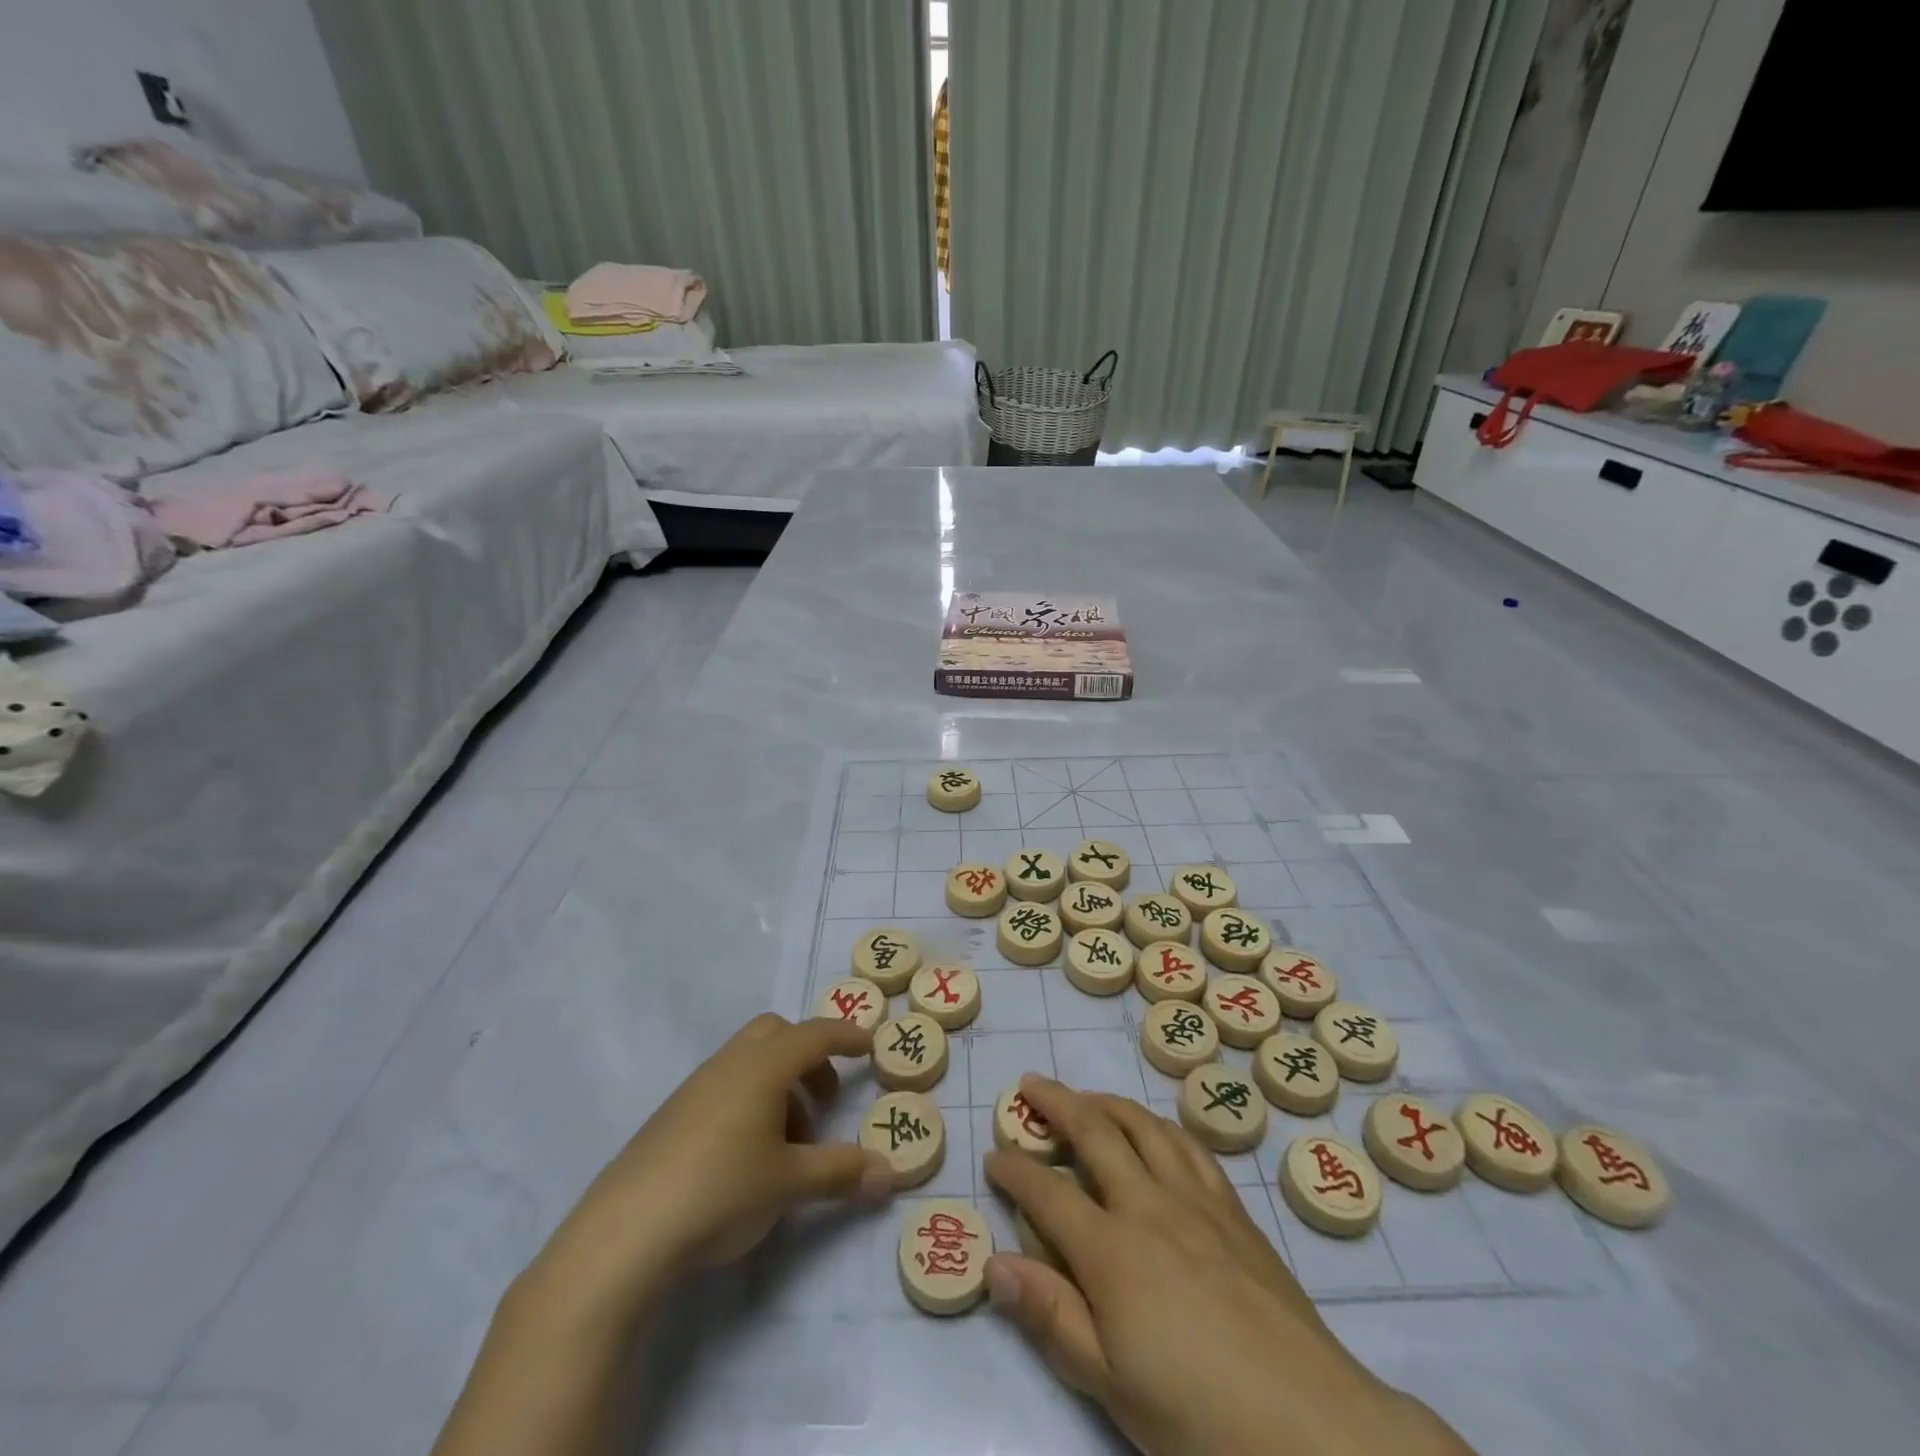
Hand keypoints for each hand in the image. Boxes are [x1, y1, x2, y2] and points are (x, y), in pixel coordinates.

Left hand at [527, 1014, 894, 1322]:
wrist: (623, 1233)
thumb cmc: (720, 1191)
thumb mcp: (789, 1183)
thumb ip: (842, 1172)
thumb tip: (891, 1175)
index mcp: (762, 1067)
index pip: (814, 1034)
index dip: (846, 1036)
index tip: (870, 1046)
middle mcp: (729, 1064)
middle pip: (777, 1034)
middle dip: (809, 1057)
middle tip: (826, 1099)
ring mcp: (696, 1087)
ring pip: (750, 1062)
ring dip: (780, 1086)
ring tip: (791, 1145)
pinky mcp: (673, 1116)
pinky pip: (725, 1087)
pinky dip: (751, 1102)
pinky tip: (749, 1157)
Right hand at [984, 1076, 1473, 1455]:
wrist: (1311, 1424)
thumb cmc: (1198, 1417)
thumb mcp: (1111, 1384)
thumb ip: (1051, 1316)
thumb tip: (994, 1264)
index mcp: (1111, 1251)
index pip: (1047, 1194)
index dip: (1014, 1172)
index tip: (993, 1156)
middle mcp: (1148, 1205)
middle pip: (1094, 1133)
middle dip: (1055, 1103)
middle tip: (1031, 1086)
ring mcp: (1195, 1200)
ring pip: (1143, 1125)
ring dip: (1107, 1102)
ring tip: (1087, 1098)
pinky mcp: (1233, 1209)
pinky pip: (1189, 1146)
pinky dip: (1160, 1126)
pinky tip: (1156, 1132)